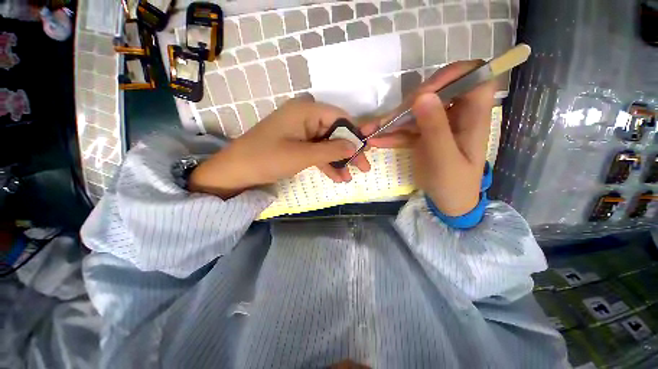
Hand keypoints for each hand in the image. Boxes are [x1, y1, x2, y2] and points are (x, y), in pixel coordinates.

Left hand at [189, 96, 370, 198]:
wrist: (238, 170)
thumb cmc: (268, 158)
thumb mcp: (303, 155)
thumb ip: (332, 150)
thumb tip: (355, 146)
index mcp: (306, 111)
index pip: (340, 118)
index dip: (355, 134)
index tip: (365, 151)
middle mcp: (306, 117)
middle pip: (335, 132)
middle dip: (349, 151)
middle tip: (363, 167)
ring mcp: (302, 132)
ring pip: (327, 144)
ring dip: (339, 161)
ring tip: (351, 177)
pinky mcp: (298, 144)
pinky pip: (317, 152)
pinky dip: (327, 164)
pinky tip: (338, 177)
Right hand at [361, 61, 495, 215]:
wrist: (447, 202)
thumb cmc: (453, 183)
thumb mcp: (444, 158)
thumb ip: (435, 128)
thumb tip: (423, 96)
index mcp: (473, 116)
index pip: (474, 76)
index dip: (452, 75)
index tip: (425, 92)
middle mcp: (455, 115)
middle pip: (436, 91)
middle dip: (411, 102)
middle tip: (393, 118)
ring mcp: (436, 125)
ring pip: (415, 111)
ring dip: (393, 120)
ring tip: (371, 130)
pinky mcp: (422, 135)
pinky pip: (405, 129)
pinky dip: (390, 134)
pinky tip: (375, 141)